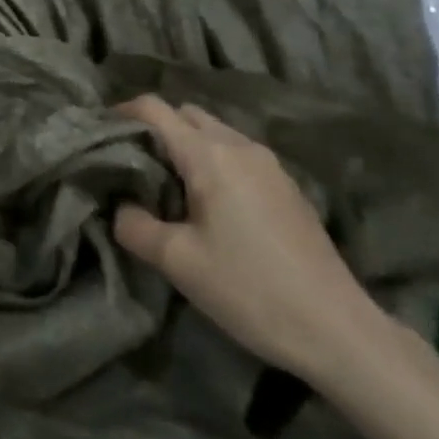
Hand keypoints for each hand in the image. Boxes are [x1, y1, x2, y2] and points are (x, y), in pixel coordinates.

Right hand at [112, 95, 385, 382]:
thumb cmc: (249, 289)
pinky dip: (213, 160)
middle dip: (155, 128)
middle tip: (133, 162)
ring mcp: (269, 164)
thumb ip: (135, 226)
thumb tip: (120, 207)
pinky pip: (238, 153)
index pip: (156, 110)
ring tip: (168, 184)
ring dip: (186, 145)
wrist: (337, 328)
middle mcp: (240, 146)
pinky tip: (210, 203)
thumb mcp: (178, 262)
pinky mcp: (287, 186)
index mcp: (210, 155)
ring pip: (215, 132)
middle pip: (186, 114)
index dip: (123, 112)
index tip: (100, 130)